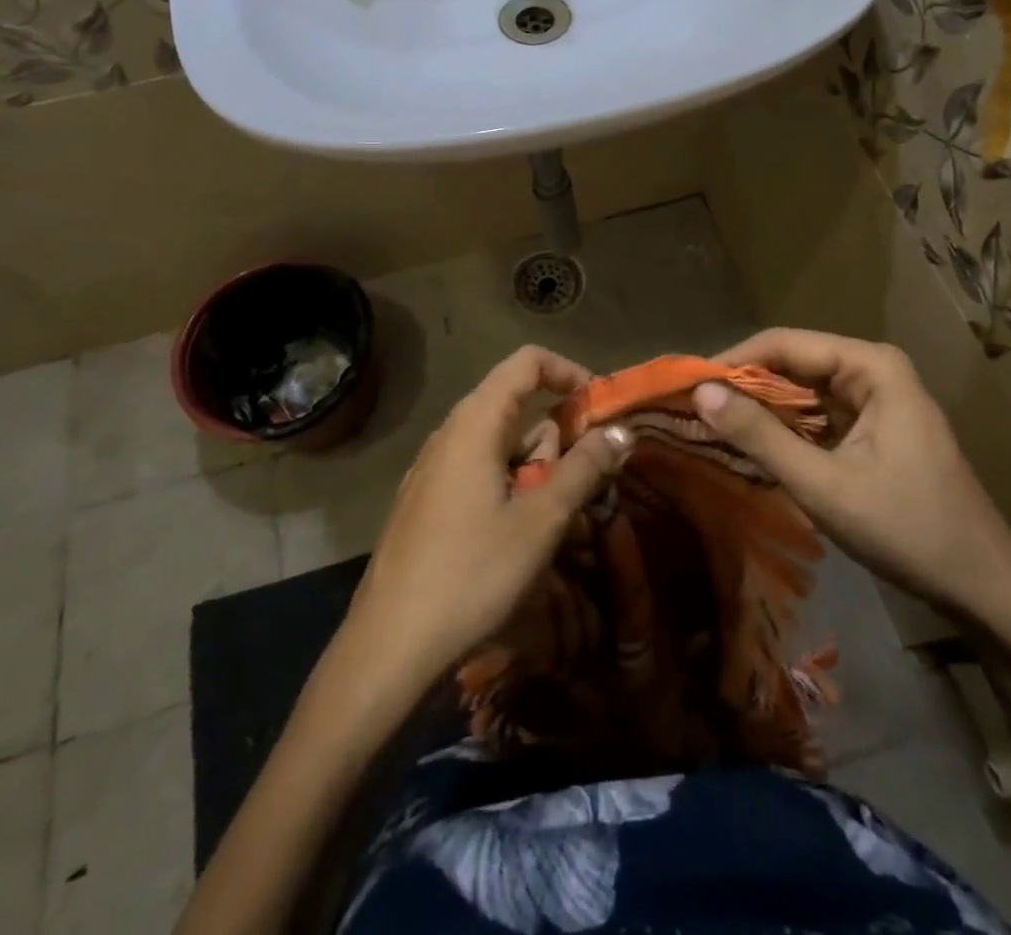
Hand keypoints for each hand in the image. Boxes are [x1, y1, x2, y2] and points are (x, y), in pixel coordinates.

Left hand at [338, 346, 629, 694]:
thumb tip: (621, 430)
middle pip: (517, 408)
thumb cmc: (472, 573)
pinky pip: (479, 473)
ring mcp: (433, 469)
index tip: (600, 407)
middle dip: (555, 440)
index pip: (527, 362)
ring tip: (549, 525)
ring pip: (500, 446)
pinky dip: (509, 488)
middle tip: (575, 490)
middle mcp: (450, 434)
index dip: (569, 372)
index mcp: (474, 423)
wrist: (389, 647)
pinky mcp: (426, 502)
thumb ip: (584, 468)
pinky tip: (516, 539)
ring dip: (535, 472)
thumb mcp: (541, 520)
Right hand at [694, 329, 1010, 640]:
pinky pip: (819, 416)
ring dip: (761, 409)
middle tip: (692, 411)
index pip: (784, 344)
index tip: (686, 387)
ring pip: (803, 391)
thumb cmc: (908, 529)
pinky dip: (785, 429)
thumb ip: (760, 436)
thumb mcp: (824, 484)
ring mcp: (876, 399)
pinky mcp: (874, 428)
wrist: (984, 587)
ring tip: (710, 427)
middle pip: (793, 364)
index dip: (732, 361)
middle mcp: (873, 369)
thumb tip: (701, 393)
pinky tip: (752, 447)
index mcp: (871, 366)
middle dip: (744, 386)